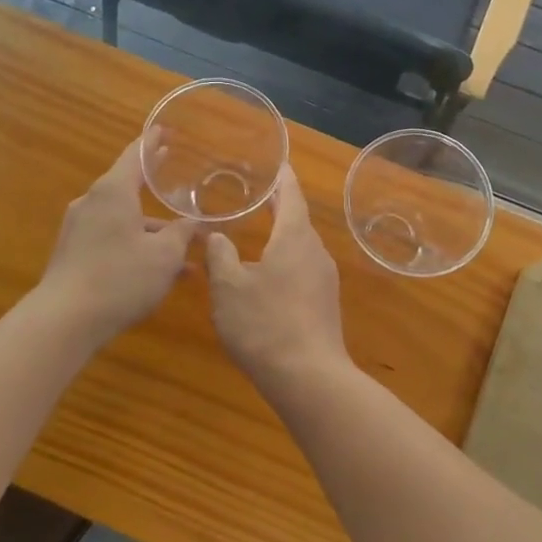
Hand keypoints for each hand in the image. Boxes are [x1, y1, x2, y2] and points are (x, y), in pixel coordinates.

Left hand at [39, 140, 198, 343]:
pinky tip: (158, 272)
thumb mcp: (164, 255)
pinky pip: (111, 238)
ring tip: (183, 248)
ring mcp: (79, 228)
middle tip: (170, 166)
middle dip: (152, 181)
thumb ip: (182, 233)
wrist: (64, 321)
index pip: (135, 155)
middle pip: (127, 185)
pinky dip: (135, 245)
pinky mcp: (73, 253)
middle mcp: (92, 202)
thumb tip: (194, 222)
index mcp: (113, 191)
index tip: (164, 130)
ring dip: (151, 229)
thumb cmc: (120, 278)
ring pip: (123, 218)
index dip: (152, 142)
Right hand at [205, 165, 348, 386]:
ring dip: (282, 239)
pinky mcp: (326, 305)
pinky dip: (286, 264)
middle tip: (256, 197)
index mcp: (295, 237)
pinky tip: (269, 279)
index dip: (283, 178)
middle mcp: (316, 252)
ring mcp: (325, 280)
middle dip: (279, 208)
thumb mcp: (229, 288)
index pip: (291, 195)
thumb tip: (216, 235)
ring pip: (301, 249)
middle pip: (298, 221)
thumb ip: (221, 256)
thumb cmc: (265, 323)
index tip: (277, 163)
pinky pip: (304, 272)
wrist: (309, 378)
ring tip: (258, 235)